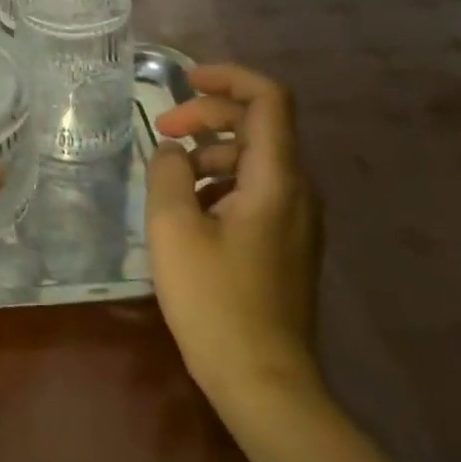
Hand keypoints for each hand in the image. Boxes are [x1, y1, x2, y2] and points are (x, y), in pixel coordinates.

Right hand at [145, 62, 323, 396]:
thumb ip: (167, 173)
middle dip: (207, 116)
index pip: (268, 99)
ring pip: (253, 159)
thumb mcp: (173, 228)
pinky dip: (219, 183)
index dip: (228, 77)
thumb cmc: (216, 302)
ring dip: (209, 153)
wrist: (265, 384)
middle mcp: (298, 191)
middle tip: (162, 131)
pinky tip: (188, 213)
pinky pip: (255, 190)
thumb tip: (172, 151)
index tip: (184, 82)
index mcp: (277, 179)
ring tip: (168, 181)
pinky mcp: (288, 243)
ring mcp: (297, 219)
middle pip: (259, 125)